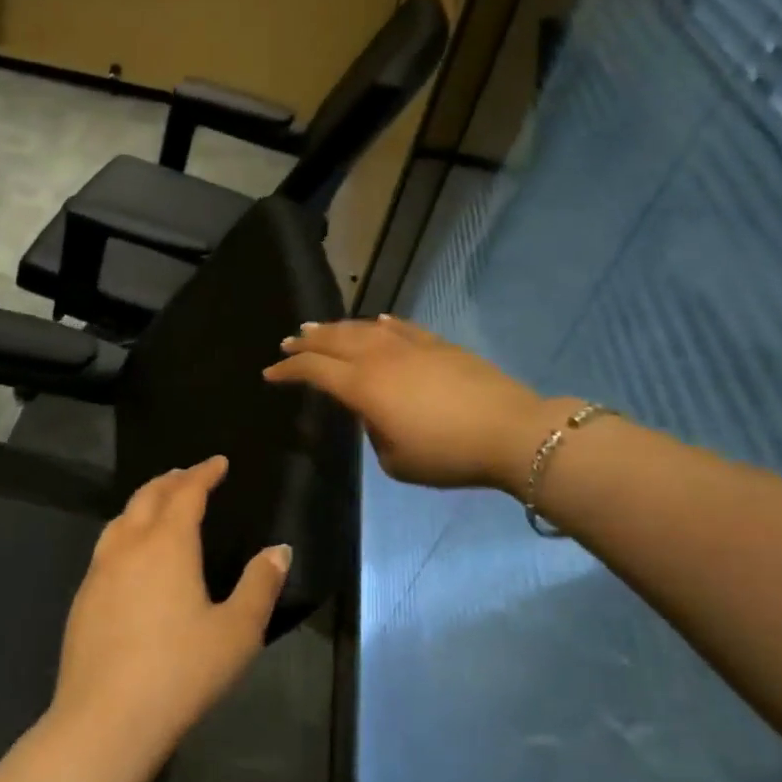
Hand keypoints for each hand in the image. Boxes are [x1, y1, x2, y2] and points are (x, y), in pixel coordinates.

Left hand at [50, 457, 291, 764]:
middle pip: (148, 496)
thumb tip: (278, 550)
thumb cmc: (181, 672)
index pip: (186, 493)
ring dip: (144, 502)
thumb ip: (259, 585)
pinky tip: (131, 554)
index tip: (218, 463)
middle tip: (190, 475)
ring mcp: (99, 570)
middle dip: (172, 480)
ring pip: (121, 518)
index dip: (204, 473)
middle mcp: (129, 545)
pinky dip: (126, 531)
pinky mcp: (82, 597)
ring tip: (160, 504)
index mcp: (167, 544)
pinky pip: (107, 546)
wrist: (105, 718)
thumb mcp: (236, 632)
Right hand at [264, 315, 563, 492]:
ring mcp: (410, 345)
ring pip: (363, 328)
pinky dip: (380, 323)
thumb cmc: (446, 454)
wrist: (511, 432)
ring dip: (336, 328)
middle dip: (307, 341)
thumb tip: (374, 413)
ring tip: (319, 329)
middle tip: (288, 342)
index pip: (314, 370)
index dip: (288, 370)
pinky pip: (399, 327)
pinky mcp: (437, 344)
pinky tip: (375, 321)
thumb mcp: (395, 460)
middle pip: (333, 340)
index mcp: (362, 386)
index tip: (270, 373)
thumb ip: (373, 433)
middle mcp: (379, 357)